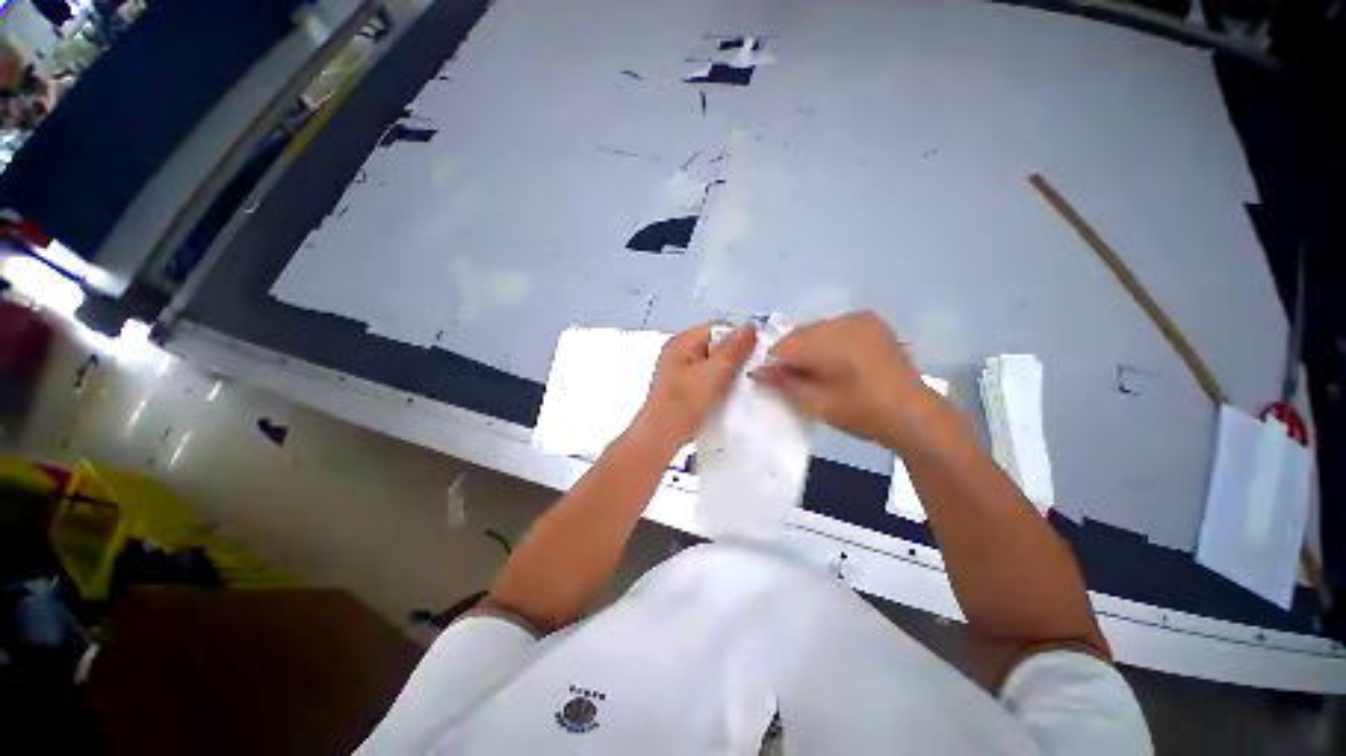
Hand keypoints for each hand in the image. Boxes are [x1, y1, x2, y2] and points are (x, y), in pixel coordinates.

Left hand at [634, 323, 756, 448]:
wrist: (661, 438)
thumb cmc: (684, 404)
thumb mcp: (713, 373)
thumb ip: (733, 350)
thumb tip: (750, 327)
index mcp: (682, 342)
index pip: (717, 327)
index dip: (739, 337)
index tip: (758, 354)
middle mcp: (679, 351)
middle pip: (715, 345)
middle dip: (735, 356)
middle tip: (752, 371)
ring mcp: (680, 370)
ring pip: (713, 363)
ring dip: (728, 371)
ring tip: (742, 384)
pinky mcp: (683, 387)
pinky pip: (707, 377)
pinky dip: (719, 383)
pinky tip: (729, 394)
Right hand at [751, 311, 946, 450]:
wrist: (912, 413)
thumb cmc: (861, 411)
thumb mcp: (816, 402)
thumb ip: (784, 383)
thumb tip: (757, 370)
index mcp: (825, 342)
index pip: (782, 346)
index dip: (774, 363)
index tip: (775, 381)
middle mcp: (839, 322)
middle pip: (798, 335)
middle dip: (793, 355)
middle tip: (798, 379)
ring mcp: (857, 319)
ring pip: (816, 330)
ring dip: (810, 347)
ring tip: (821, 372)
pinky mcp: (870, 322)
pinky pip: (836, 328)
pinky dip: (829, 342)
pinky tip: (839, 361)